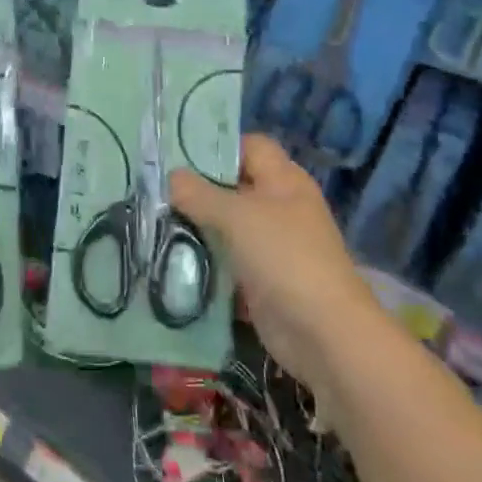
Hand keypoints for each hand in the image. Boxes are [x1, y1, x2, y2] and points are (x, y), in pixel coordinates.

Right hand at [169, 133, 376, 390]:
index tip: (176, 154)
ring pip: (227, 225)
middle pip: (233, 186)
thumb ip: (200, 194)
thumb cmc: (284, 258)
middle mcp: (279, 207)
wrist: (325, 336)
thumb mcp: (237, 217)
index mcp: (283, 180)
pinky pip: (228, 260)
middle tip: (157, 189)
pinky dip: (205, 260)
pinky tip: (172, 257)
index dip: (217, 146)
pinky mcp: (262, 279)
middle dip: (197, 189)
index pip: (248, 146)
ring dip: (198, 227)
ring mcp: (272, 245)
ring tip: (156, 221)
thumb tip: (172, 176)